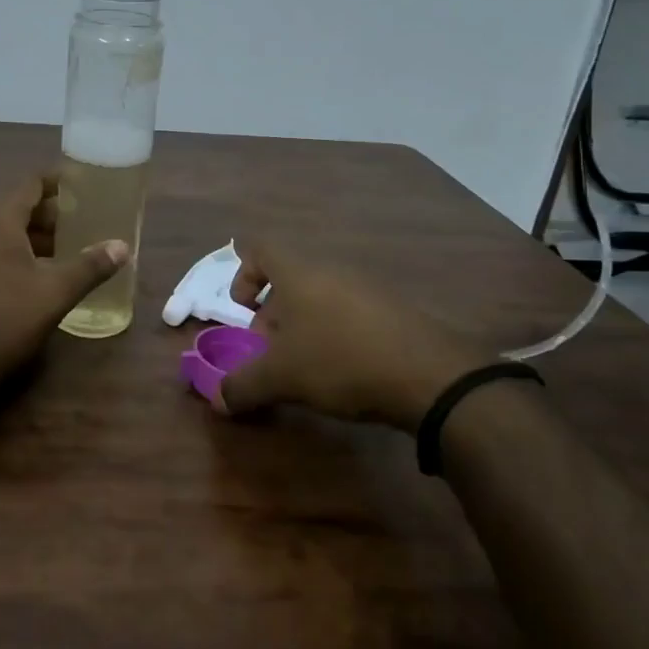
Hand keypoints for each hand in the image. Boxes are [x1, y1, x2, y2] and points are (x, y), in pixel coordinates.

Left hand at [0, 175, 129, 386]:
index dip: (60, 181)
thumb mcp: (53, 293)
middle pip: (19, 208)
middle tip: (84, 224)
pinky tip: (36, 275)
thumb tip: (122, 246)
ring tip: (67, 251)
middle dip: (52, 215)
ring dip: (35, 238)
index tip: (84, 185)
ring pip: (4, 233)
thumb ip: (90, 267)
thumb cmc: (2, 318)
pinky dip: (16, 254)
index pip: (32, 184)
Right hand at [217, 241, 494, 430]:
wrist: (431, 375)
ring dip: (304, 327)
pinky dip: (336, 335)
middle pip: (289, 279)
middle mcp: (332, 270)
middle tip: (270, 353)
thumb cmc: (341, 361)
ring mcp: (367, 288)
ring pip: (321, 298)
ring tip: (305, 367)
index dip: (242, 274)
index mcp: (299, 272)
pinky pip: (351, 313)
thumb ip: (243, 386)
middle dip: (272, 315)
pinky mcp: (395, 310)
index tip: (242, 310)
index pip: (259, 249)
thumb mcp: (282, 378)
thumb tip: (217, 400)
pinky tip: (344, 372)